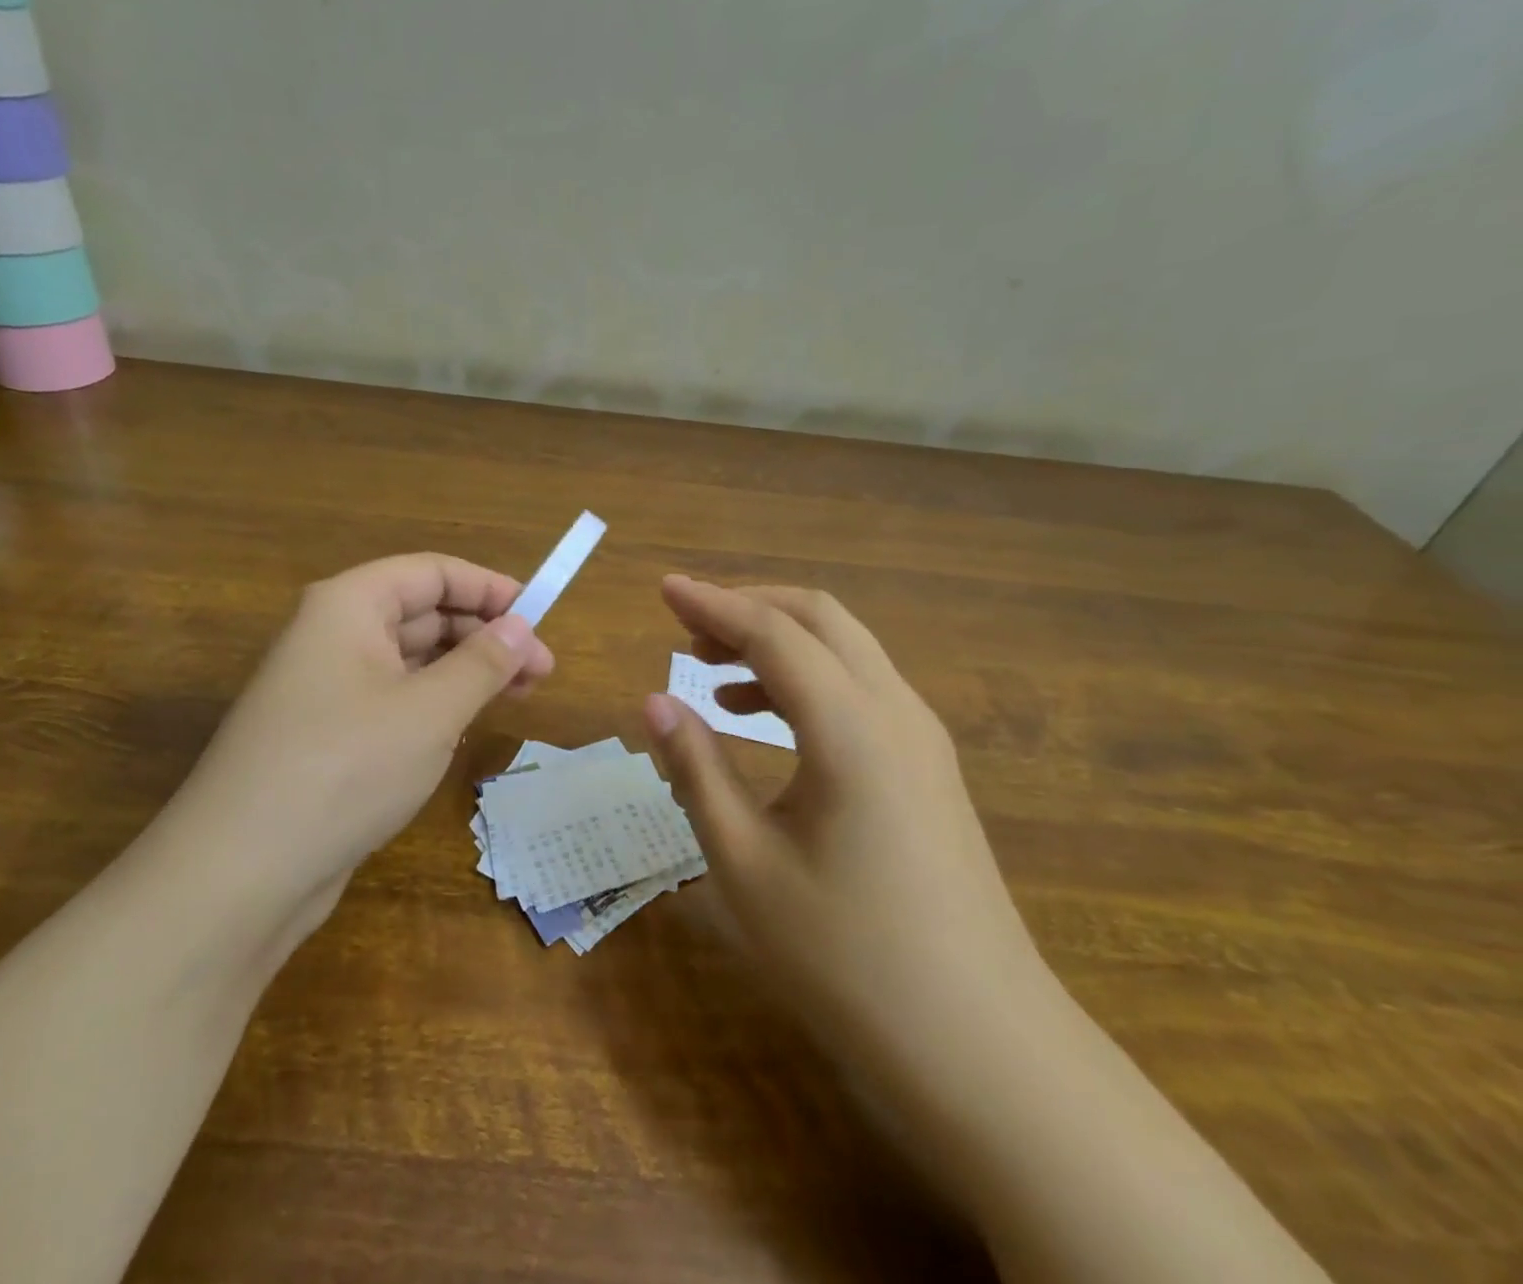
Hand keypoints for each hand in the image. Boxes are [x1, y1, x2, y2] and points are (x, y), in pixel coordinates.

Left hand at [167, 554, 553, 922]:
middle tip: (541, 671)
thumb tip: (521, 626)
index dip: (489, 588)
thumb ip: (483, 663)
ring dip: (466, 672)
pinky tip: (466, 728)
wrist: (240, 874)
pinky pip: (393, 699)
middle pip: (422, 613)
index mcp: (349, 606)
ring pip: (411, 660)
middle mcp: (333, 634)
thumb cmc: (345, 768)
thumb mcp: (430, 711)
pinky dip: (435, 704)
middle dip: (485, 636)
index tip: (540, 617)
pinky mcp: (328, 734)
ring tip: (519, 697)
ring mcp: (327, 687)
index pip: (432, 572)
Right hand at [643, 576, 1058, 1097]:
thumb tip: (654, 702)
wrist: (981, 1047)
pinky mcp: (928, 767)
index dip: (713, 603)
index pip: (773, 632)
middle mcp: (895, 712)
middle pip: (820, 619)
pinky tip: (762, 716)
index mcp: (851, 728)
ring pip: (845, 650)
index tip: (663, 588)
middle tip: (686, 626)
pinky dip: (806, 678)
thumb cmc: (847, 957)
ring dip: (778, 641)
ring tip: (712, 668)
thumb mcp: (747, 863)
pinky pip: (861, 690)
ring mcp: (922, 739)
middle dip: (749, 607)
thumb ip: (697, 770)